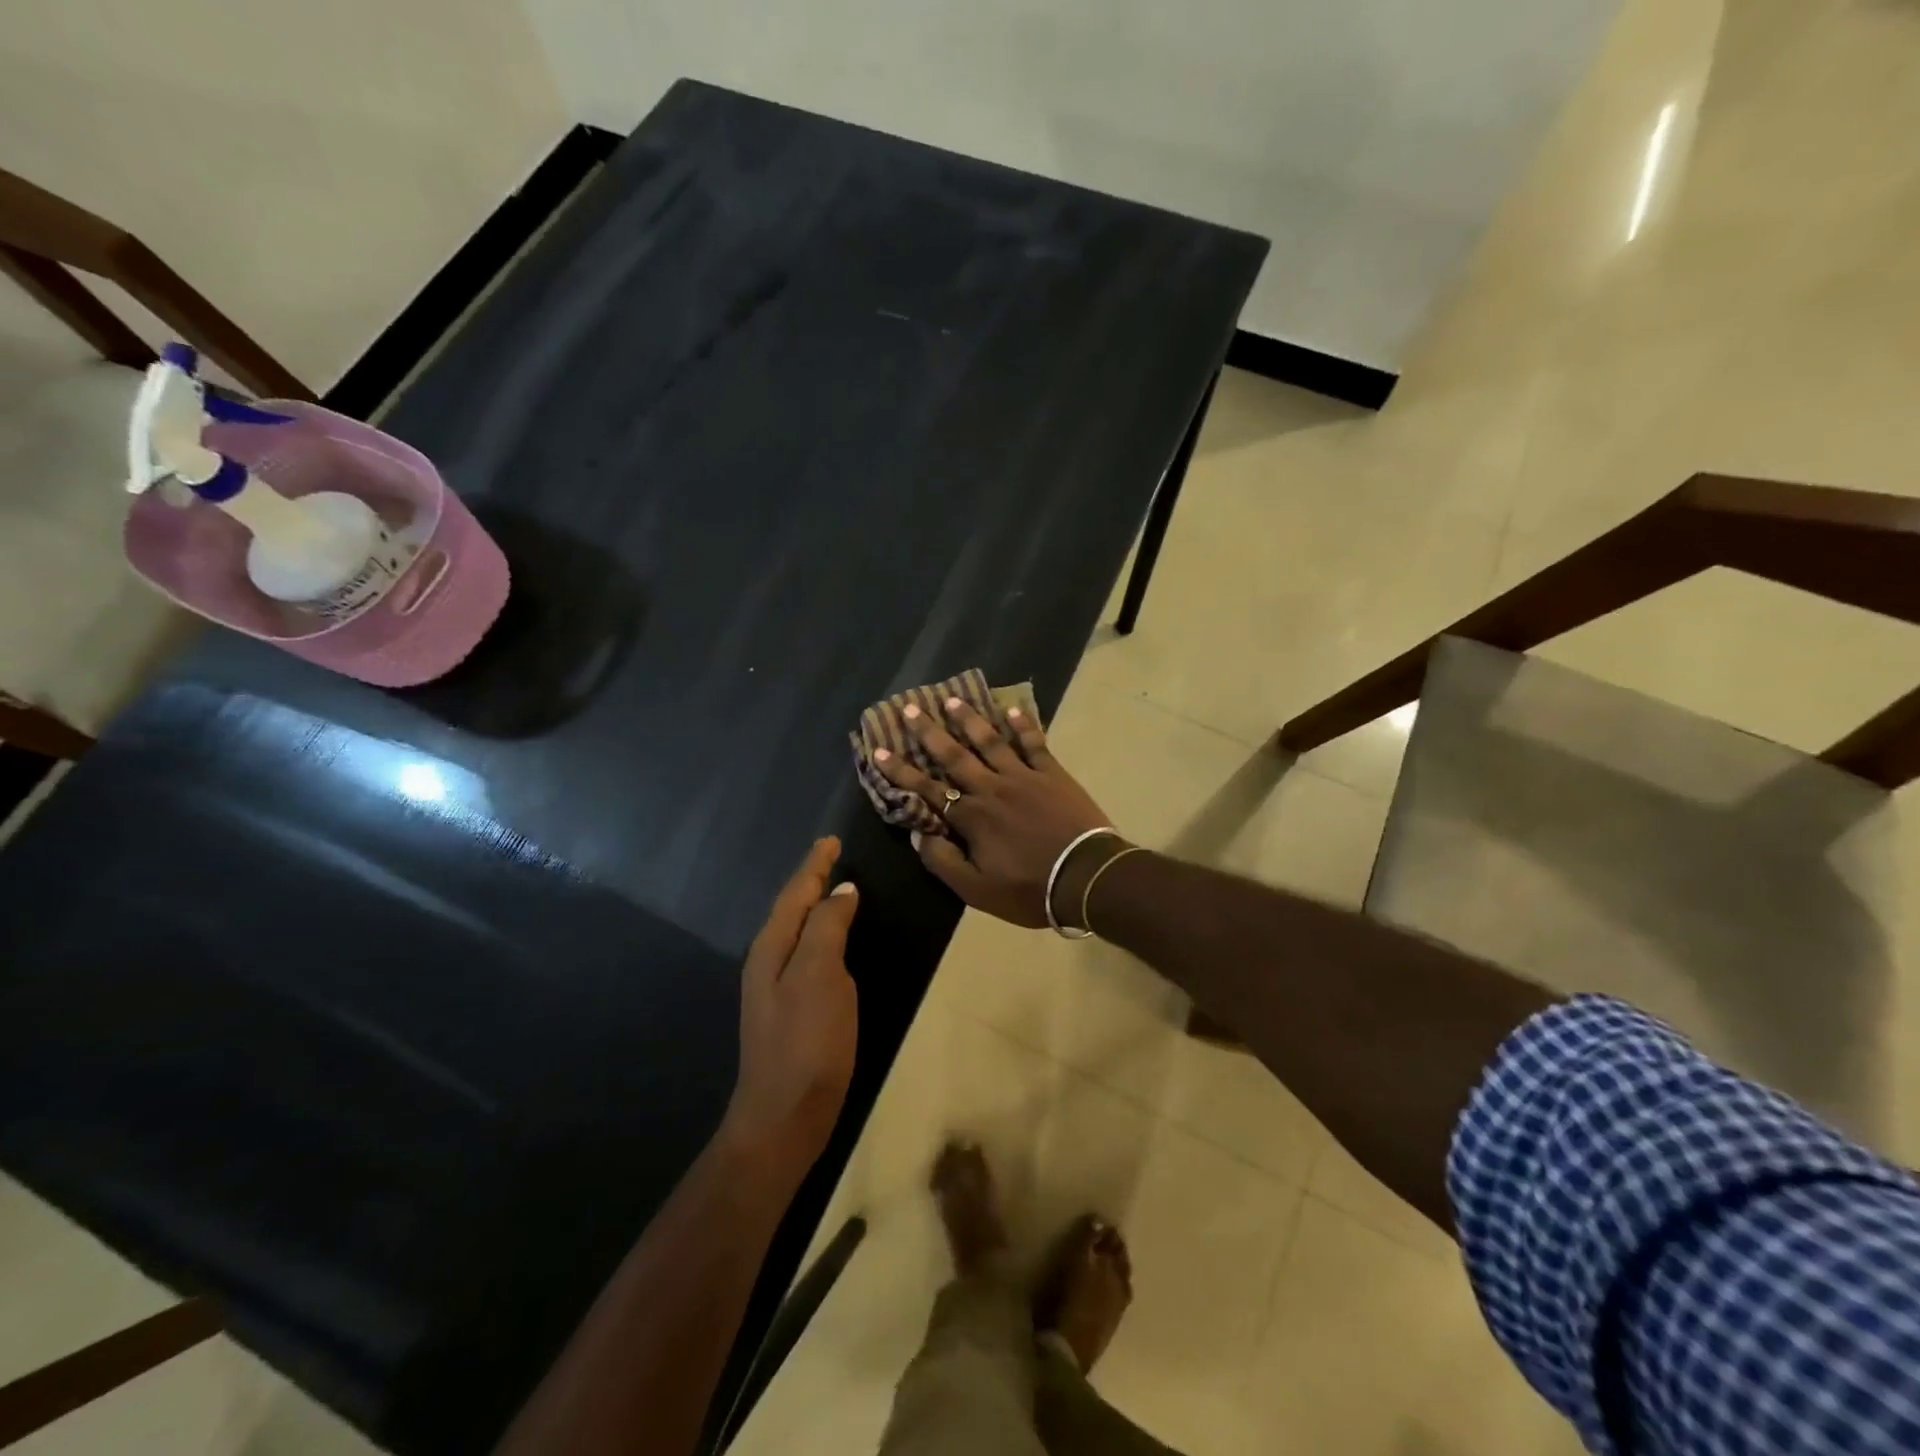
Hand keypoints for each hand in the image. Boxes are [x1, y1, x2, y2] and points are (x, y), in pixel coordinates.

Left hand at [724, 838, 859, 1177]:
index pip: (795, 893)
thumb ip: (828, 927)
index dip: (815, 865)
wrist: (784, 1117)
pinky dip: (822, 934)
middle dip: (811, 880)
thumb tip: (842, 891)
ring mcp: (778, 988)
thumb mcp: (819, 976)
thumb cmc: (805, 1042)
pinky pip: (808, 954)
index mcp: (772, 948)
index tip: (832, 839)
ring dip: (815, 906)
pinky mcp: (793, 1010)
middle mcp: (769, 961)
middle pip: (791, 908)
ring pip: (798, 931)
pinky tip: (835, 941)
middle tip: (834, 856)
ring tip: (837, 888)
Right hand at [872, 697, 1112, 927]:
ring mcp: (1024, 776)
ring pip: (991, 742)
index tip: (879, 749)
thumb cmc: (1030, 888)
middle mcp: (992, 788)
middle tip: (911, 708)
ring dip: (970, 720)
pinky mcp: (1053, 774)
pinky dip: (1023, 726)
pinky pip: (1034, 744)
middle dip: (929, 732)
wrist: (1086, 877)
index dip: (901, 771)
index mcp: (971, 817)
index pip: (927, 789)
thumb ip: (943, 862)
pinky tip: (1012, 709)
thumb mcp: (977, 890)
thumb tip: (918, 836)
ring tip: (952, 699)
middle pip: (955, 755)